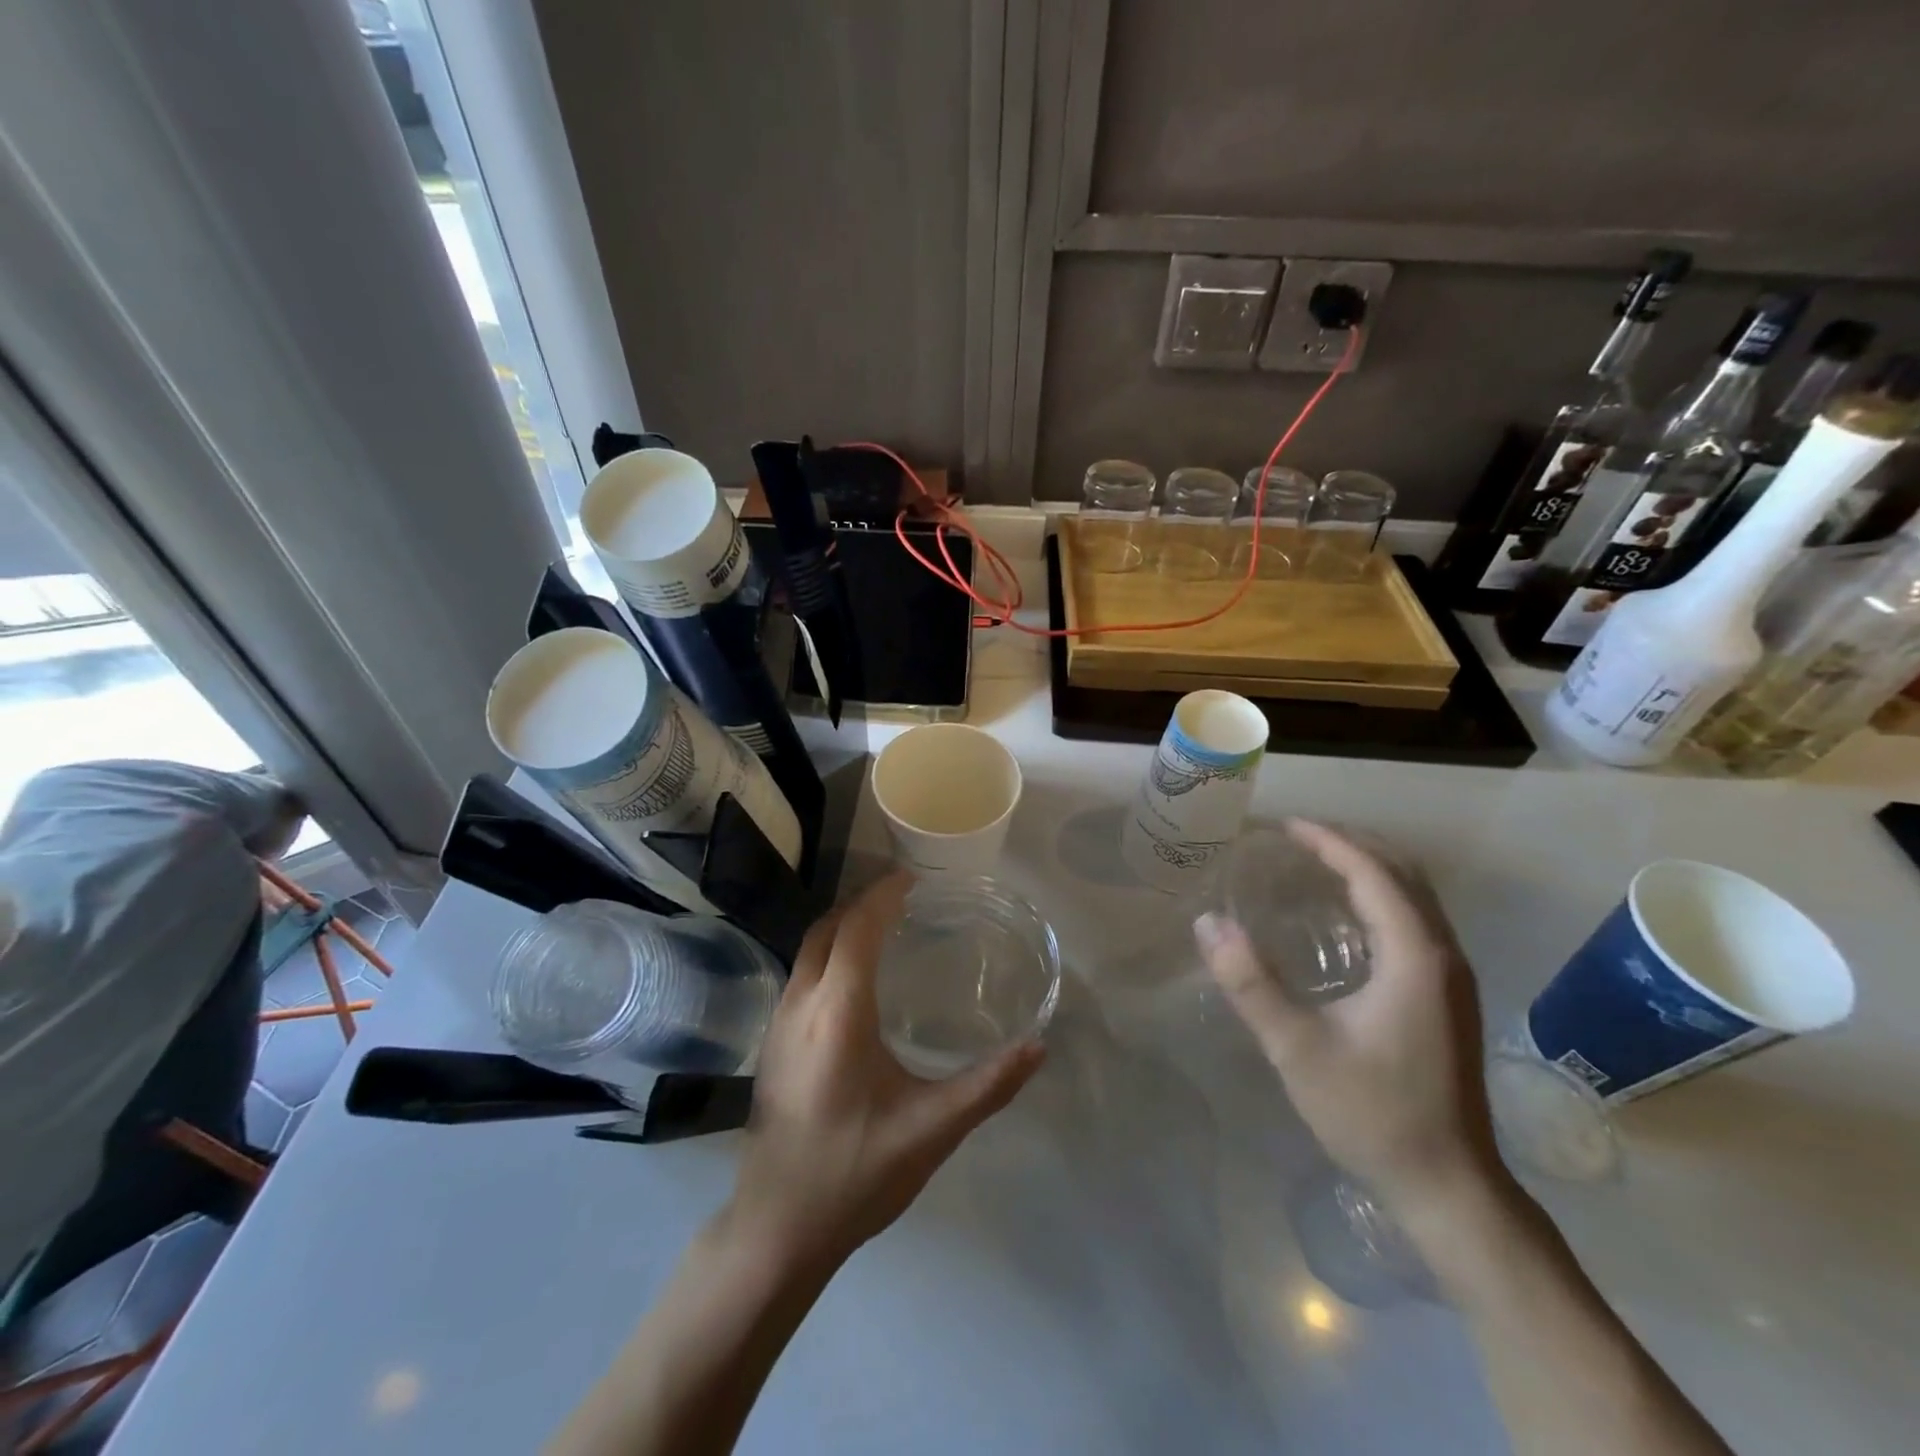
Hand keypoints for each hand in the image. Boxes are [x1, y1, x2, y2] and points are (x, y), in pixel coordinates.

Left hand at [726, 872, 1044, 1272]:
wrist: (775, 1230)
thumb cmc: (854, 1173)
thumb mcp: (931, 1130)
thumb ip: (989, 1086)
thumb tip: (1039, 1047)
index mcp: (837, 1012)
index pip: (857, 928)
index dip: (883, 896)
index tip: (915, 880)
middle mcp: (800, 1004)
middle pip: (827, 928)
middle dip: (863, 903)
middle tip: (905, 899)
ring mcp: (778, 1023)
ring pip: (809, 949)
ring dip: (843, 926)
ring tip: (886, 928)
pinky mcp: (771, 1044)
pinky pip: (802, 974)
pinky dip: (830, 953)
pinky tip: (856, 982)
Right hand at [1194, 819, 1501, 1209]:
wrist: (1449, 1187)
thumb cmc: (1372, 1113)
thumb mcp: (1297, 1048)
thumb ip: (1250, 983)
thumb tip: (1208, 922)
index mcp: (1415, 956)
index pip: (1373, 874)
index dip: (1329, 842)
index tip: (1284, 827)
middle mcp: (1443, 955)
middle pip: (1402, 874)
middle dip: (1351, 845)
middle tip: (1296, 839)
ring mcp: (1451, 978)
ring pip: (1414, 898)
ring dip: (1368, 869)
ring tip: (1316, 863)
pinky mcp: (1447, 998)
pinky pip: (1415, 922)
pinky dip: (1380, 898)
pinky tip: (1347, 917)